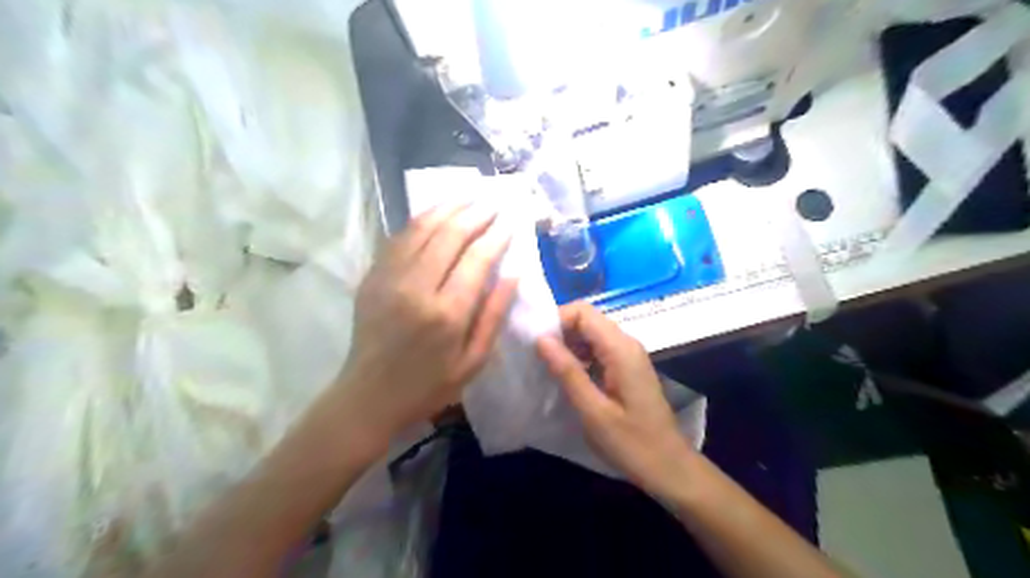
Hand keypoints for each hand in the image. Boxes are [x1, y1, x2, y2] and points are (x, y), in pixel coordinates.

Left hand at [336, 204, 513, 445]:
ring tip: (468, 197)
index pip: (478, 259)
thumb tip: (514, 274)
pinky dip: (420, 221)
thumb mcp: (473, 362)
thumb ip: (494, 315)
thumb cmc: (428, 385)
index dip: (497, 236)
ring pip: (421, 229)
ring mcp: (389, 278)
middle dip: (475, 214)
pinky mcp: (372, 277)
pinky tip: (434, 214)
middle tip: (493, 203)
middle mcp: (417, 288)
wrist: (369, 395)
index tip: (510, 222)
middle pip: (450, 235)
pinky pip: (398, 238)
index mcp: (447, 313)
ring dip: (447, 208)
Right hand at [534, 305, 694, 498]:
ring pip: (592, 334)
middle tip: (537, 357)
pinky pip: (599, 350)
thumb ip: (568, 372)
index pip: (583, 312)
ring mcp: (629, 356)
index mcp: (620, 349)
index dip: (557, 320)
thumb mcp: (593, 411)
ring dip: (568, 345)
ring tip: (548, 368)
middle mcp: (627, 344)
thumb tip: (541, 340)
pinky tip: (567, 377)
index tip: (535, 343)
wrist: (669, 467)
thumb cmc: (631, 443)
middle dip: (560, 332)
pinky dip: (580, 356)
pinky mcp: (627, 368)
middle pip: (588, 320)